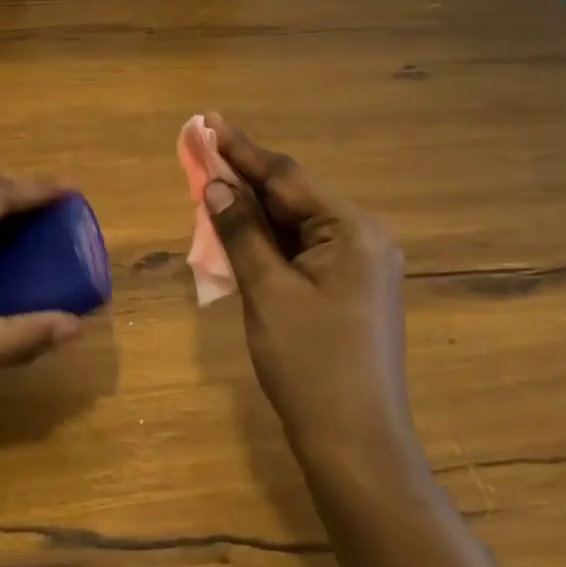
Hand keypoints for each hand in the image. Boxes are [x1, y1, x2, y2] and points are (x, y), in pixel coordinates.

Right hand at [204, 116, 412, 452]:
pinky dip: (269, 239)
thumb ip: (241, 232)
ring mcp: (359, 264)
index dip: (242, 149)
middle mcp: (363, 237)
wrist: (356, 445)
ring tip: (211, 184)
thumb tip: (214, 184)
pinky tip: (239, 230)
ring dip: (254, 209)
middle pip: (294, 195)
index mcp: (352, 230)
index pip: (287, 177)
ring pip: (296, 222)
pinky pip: (302, 248)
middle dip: (245, 177)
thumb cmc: (310, 363)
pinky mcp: (349, 287)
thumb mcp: (267, 291)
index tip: (208, 121)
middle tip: (202, 151)